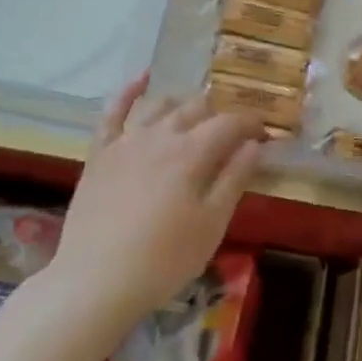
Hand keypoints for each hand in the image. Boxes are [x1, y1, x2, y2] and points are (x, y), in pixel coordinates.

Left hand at [52, 74, 266, 319]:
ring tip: (196, 115)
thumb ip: (234, 179)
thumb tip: (255, 145)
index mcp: (192, 152)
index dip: (252, 124)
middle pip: (197, 108)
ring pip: (160, 105)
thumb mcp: (212, 224)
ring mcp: (126, 141)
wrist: (96, 280)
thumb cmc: (164, 259)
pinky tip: (142, 79)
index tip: (265, 135)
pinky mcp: (100, 153)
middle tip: (232, 134)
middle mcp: (161, 135)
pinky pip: (113, 112)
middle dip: (220, 115)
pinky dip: (129, 92)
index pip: (231, 123)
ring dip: (183, 105)